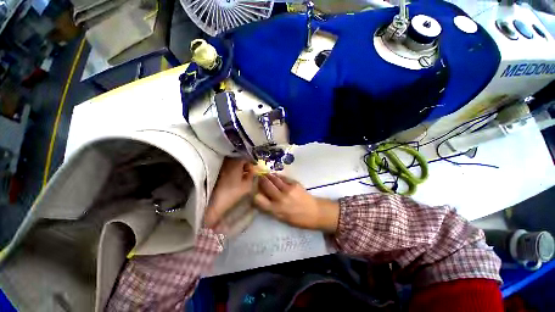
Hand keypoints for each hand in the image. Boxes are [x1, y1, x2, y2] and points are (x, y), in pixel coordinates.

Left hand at [204, 157, 254, 227]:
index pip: (246, 157)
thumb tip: (253, 169)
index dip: (251, 164)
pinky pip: (227, 168)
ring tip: (241, 178)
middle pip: (239, 159)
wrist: (212, 203)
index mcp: (236, 162)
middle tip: (248, 174)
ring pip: (233, 163)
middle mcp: (227, 160)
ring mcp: (221, 166)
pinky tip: (233, 180)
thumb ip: (252, 175)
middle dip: (245, 165)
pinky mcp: (216, 172)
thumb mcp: (247, 185)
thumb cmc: (232, 193)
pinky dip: (232, 171)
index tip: (254, 171)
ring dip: (238, 168)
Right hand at [254, 174, 339, 232]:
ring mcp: (287, 189)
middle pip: (265, 185)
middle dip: (260, 179)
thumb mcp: (281, 217)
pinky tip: (275, 176)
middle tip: (257, 176)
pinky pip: (282, 177)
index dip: (253, 192)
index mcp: (275, 210)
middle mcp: (280, 198)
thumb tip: (260, 196)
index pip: (258, 199)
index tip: (252, 188)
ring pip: (273, 178)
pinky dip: (277, 176)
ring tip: (265, 174)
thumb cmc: (297, 219)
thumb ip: (270, 207)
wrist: (314, 212)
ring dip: (267, 175)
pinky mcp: (294, 183)